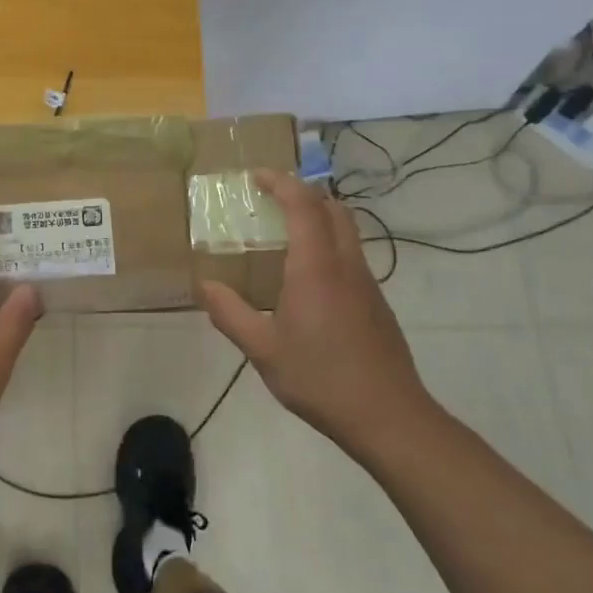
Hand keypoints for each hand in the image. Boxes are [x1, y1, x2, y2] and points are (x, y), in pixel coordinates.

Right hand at [200, 170, 435, 460]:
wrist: (388, 416)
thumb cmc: (320, 378)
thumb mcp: (263, 350)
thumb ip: (230, 314)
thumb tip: (204, 286)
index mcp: (316, 267)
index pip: (303, 205)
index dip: (281, 183)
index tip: (256, 177)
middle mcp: (346, 264)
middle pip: (333, 209)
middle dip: (303, 194)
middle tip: (271, 201)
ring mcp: (367, 283)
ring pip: (347, 231)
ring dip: (319, 218)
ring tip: (285, 236)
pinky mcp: (377, 303)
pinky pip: (351, 256)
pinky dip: (328, 246)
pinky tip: (307, 280)